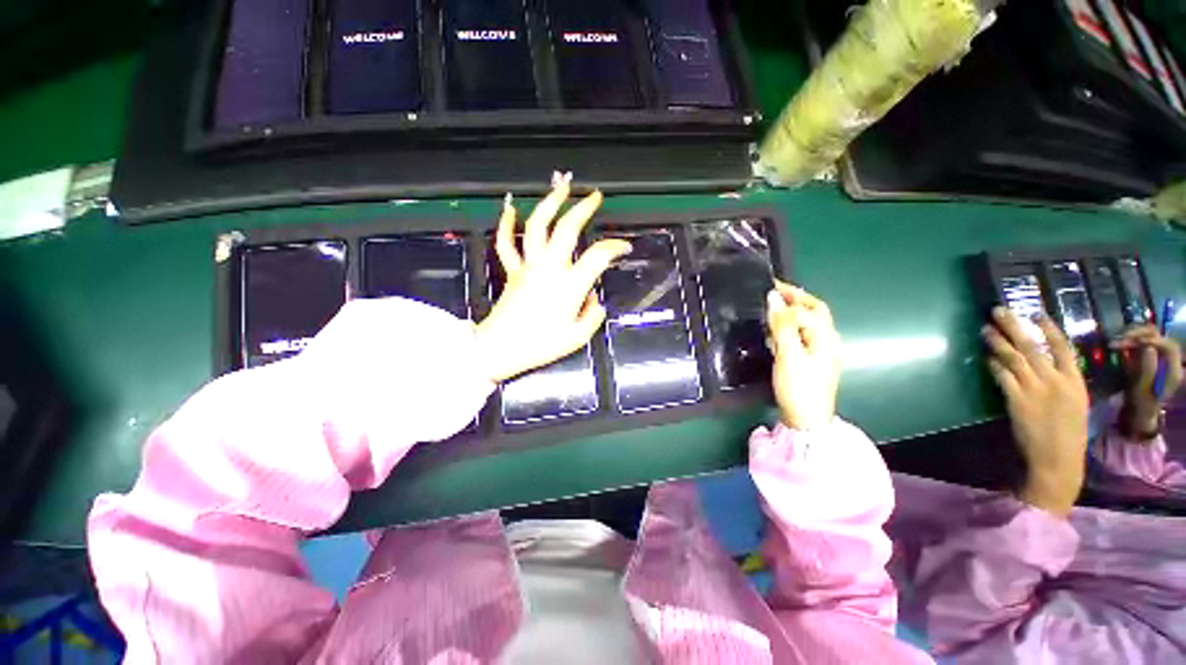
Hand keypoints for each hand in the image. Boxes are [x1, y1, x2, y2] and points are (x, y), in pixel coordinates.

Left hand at [474, 173, 631, 382]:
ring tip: (561, 188)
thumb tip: (593, 298)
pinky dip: (507, 224)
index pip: (598, 256)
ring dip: (550, 204)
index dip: (615, 247)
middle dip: (583, 209)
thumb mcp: (577, 337)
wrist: (500, 349)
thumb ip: (593, 315)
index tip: (624, 247)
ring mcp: (529, 266)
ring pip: (537, 226)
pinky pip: (506, 243)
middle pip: (567, 228)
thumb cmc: (540, 345)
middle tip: (594, 196)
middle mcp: (550, 268)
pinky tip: (510, 209)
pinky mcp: (513, 271)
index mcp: (569, 285)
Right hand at [767, 281, 840, 431]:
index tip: (768, 290)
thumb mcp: (789, 353)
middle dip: (796, 299)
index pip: (808, 309)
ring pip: (808, 324)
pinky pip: (802, 336)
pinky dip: (789, 328)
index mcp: (825, 336)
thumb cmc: (799, 386)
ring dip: (792, 312)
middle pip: (814, 312)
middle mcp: (827, 340)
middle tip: (774, 290)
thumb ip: (783, 324)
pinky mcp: (812, 362)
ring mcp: (821, 352)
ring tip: (771, 309)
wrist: (807, 420)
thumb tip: (773, 297)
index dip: (789, 299)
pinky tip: (776, 334)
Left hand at [982, 308, 1087, 517]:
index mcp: (1075, 381)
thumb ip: (1063, 383)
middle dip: (1015, 326)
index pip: (1063, 347)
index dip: (1049, 328)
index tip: (1036, 313)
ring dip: (998, 341)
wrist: (1058, 459)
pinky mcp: (1017, 400)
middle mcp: (1056, 381)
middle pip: (1033, 346)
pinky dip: (993, 364)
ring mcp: (1036, 390)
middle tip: (999, 310)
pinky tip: (985, 356)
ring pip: (1015, 358)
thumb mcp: (1076, 403)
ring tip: (985, 328)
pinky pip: (1002, 376)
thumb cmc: (1068, 433)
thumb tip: (1048, 365)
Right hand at [1112, 325, 1182, 436]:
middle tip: (1120, 338)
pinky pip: (1143, 341)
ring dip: (1133, 335)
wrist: (1140, 411)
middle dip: (1139, 335)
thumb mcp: (1144, 389)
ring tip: (1117, 341)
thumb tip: (1147, 347)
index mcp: (1173, 369)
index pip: (1168, 346)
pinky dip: (1131, 339)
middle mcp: (1169, 360)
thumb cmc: (1142, 403)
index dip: (1153, 340)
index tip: (1134, 342)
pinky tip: (1119, 343)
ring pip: (1150, 335)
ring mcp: (1159, 357)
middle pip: (1159, 337)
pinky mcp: (1150, 355)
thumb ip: (1148, 367)